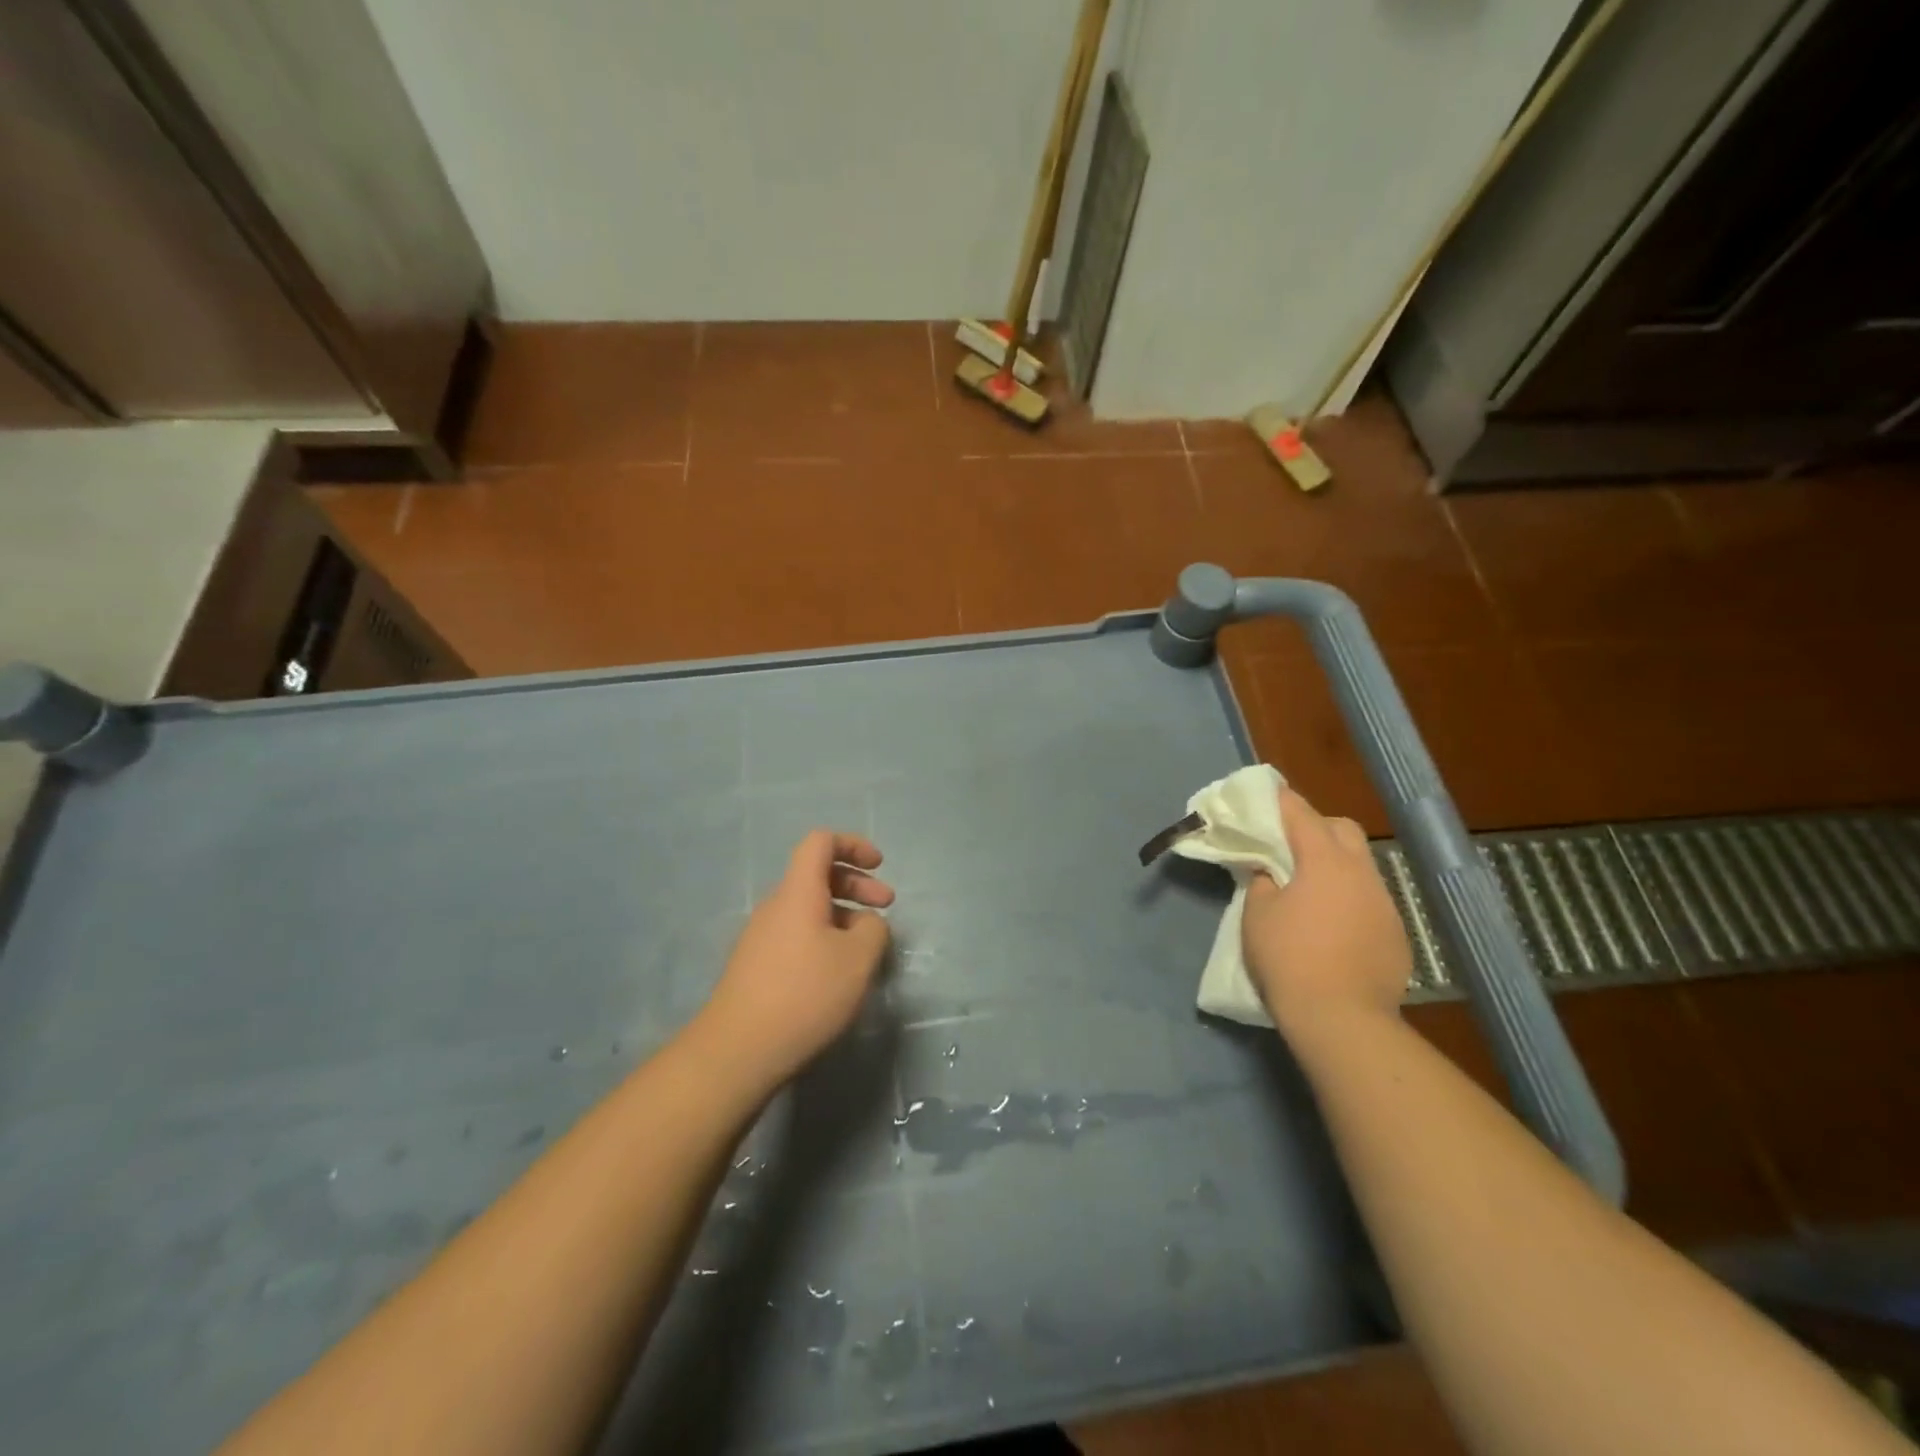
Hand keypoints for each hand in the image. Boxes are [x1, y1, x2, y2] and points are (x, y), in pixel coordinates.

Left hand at [698, 830, 893, 1089]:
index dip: (853, 845)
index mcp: (798, 892)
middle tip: (887, 906)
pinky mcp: (756, 965)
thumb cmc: (805, 994)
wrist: (737, 1050)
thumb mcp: (858, 959)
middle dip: (856, 884)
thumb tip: (867, 923)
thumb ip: (873, 929)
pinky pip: (796, 934)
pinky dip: (824, 938)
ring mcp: (761, 936)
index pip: (820, 842)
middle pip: (817, 875)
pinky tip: (837, 973)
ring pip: (808, 908)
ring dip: (843, 915)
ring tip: (867, 947)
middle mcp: (776, 906)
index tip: (879, 866)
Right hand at [1242, 788, 1410, 1039]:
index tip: (1266, 793)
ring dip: (1335, 865)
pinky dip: (1349, 899)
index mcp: (1325, 861)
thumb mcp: (1257, 914)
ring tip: (1309, 887)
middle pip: (1342, 829)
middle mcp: (1361, 873)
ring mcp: (1385, 904)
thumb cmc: (1289, 957)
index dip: (1281, 800)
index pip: (1301, 813)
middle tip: (1288, 844)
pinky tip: (1332, 925)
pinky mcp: (1396, 934)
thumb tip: (1270, 871)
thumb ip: (1262, 881)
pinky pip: (1370, 900)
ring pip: (1360, 865)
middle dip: (1316, 826)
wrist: (1341, 1018)